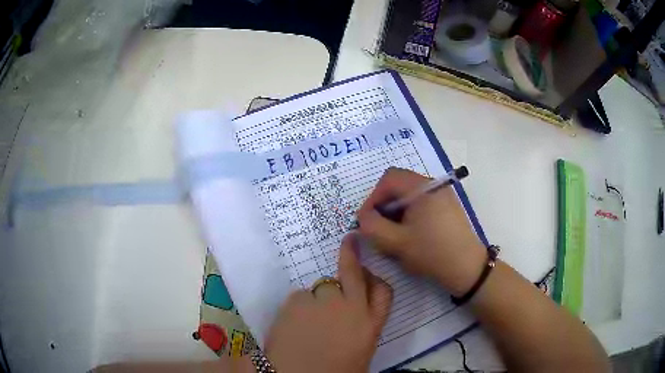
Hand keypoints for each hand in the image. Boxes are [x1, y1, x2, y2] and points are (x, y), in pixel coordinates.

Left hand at [264, 234, 392, 372]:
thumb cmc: (333, 372)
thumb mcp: (360, 354)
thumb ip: (362, 330)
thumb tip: (356, 317)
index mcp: (370, 325)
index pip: (384, 291)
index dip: (377, 279)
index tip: (369, 272)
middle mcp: (351, 307)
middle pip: (354, 272)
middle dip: (352, 253)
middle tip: (349, 239)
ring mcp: (323, 301)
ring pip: (323, 286)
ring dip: (320, 297)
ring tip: (308, 321)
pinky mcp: (297, 300)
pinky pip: (301, 297)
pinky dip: (299, 307)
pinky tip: (293, 325)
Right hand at [357, 168, 485, 296]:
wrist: (467, 268)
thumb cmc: (431, 253)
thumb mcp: (395, 242)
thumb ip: (371, 226)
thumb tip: (362, 217)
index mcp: (422, 188)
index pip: (388, 179)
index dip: (372, 197)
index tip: (367, 220)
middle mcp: (434, 185)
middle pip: (399, 185)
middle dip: (384, 205)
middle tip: (378, 228)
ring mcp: (443, 195)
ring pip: (410, 195)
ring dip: (396, 211)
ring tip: (393, 234)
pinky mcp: (448, 207)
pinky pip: (422, 203)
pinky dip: (409, 214)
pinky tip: (410, 234)